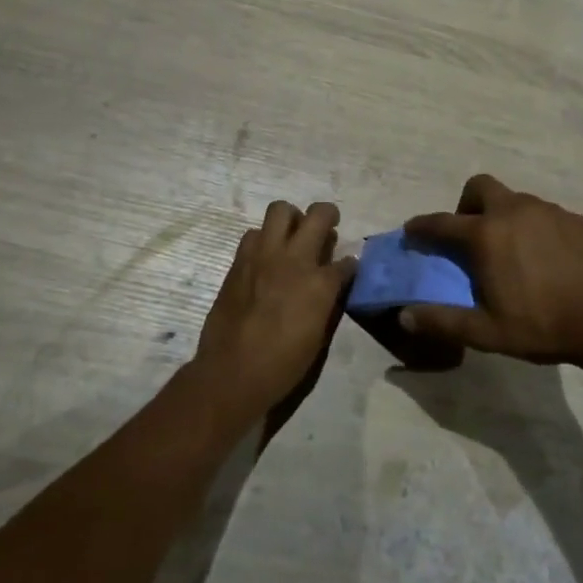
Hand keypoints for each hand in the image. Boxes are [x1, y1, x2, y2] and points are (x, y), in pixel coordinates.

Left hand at [190, 200, 354, 422]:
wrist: (233, 372)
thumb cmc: (283, 363)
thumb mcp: (319, 335)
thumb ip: (329, 300)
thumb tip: (333, 283)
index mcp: (320, 283)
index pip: (346, 261)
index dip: (350, 265)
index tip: (348, 269)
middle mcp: (294, 259)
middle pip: (318, 215)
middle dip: (327, 215)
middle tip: (327, 226)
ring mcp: (263, 255)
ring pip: (280, 210)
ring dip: (290, 220)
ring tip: (291, 237)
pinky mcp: (239, 261)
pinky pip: (254, 234)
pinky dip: (264, 239)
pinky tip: (266, 257)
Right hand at [401, 174, 582, 366]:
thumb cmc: (541, 325)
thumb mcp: (486, 332)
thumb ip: (442, 321)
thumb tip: (405, 316)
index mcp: (486, 235)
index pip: (441, 222)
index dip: (421, 226)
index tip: (412, 231)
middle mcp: (514, 211)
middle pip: (480, 187)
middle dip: (467, 205)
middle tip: (471, 236)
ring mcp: (548, 211)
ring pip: (514, 199)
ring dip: (502, 216)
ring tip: (510, 251)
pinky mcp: (574, 219)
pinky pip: (543, 213)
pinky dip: (532, 226)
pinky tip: (544, 257)